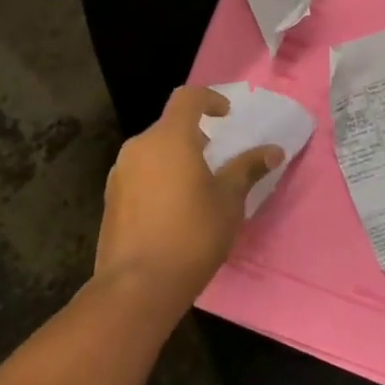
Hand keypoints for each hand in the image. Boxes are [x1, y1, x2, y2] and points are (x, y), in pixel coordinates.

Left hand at [94, 87, 282, 317]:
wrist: (137, 286)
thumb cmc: (192, 235)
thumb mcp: (229, 201)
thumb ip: (248, 169)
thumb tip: (273, 151)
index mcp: (169, 138)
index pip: (187, 97)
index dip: (210, 99)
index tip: (227, 116)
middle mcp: (139, 147)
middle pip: (169, 126)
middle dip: (194, 135)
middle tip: (216, 159)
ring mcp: (119, 173)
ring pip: (152, 151)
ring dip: (175, 158)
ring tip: (196, 187)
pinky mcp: (110, 198)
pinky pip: (139, 174)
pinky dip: (158, 178)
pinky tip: (172, 210)